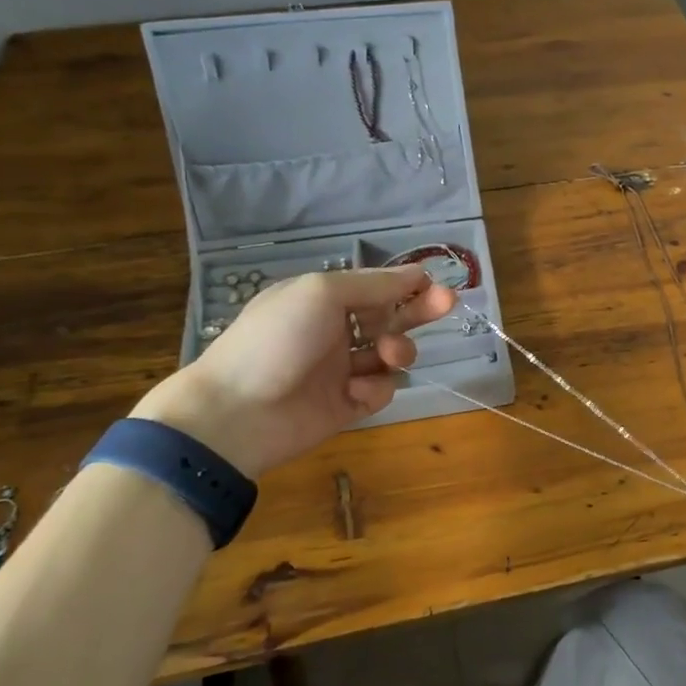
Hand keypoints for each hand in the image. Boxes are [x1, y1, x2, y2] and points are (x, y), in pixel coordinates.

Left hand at [133, 266, 456, 477]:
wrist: (237, 412)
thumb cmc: (276, 340)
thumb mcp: (322, 294)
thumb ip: (374, 285)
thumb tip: (417, 273)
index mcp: (322, 301)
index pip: (374, 287)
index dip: (405, 284)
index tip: (433, 283)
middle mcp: (334, 332)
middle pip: (389, 318)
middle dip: (418, 311)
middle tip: (448, 303)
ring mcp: (341, 370)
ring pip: (390, 355)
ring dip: (398, 350)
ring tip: (389, 355)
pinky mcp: (348, 405)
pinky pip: (380, 390)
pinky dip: (375, 388)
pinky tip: (356, 392)